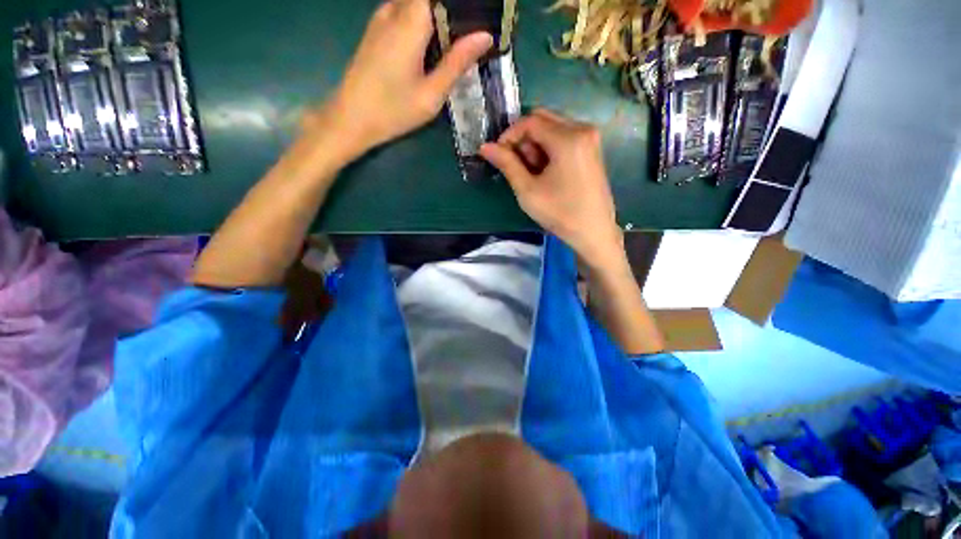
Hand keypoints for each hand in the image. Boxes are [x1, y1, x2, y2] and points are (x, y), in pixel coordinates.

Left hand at [312, 0, 492, 160]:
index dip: (460, 5)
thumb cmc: (393, 110)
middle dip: (451, 12)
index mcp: (410, 22)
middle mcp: (394, 10)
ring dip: (437, 18)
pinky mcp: (375, 29)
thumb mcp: (431, 94)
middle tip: (470, 38)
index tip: (479, 18)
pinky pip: (404, 12)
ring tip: (455, 43)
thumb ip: (457, 63)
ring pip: (415, 3)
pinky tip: (432, 45)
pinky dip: (422, 22)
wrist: (351, 119)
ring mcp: (381, 18)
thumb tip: (485, 36)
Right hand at [480, 109, 623, 267]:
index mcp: (568, 138)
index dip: (509, 135)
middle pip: (542, 119)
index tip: (499, 155)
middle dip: (523, 139)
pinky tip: (546, 171)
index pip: (530, 121)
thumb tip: (485, 147)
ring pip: (552, 127)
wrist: (593, 231)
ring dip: (535, 145)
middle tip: (517, 166)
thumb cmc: (560, 213)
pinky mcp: (591, 148)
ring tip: (532, 173)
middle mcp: (583, 129)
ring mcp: (590, 138)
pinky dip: (549, 148)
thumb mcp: (528, 190)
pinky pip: (564, 137)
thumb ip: (507, 164)